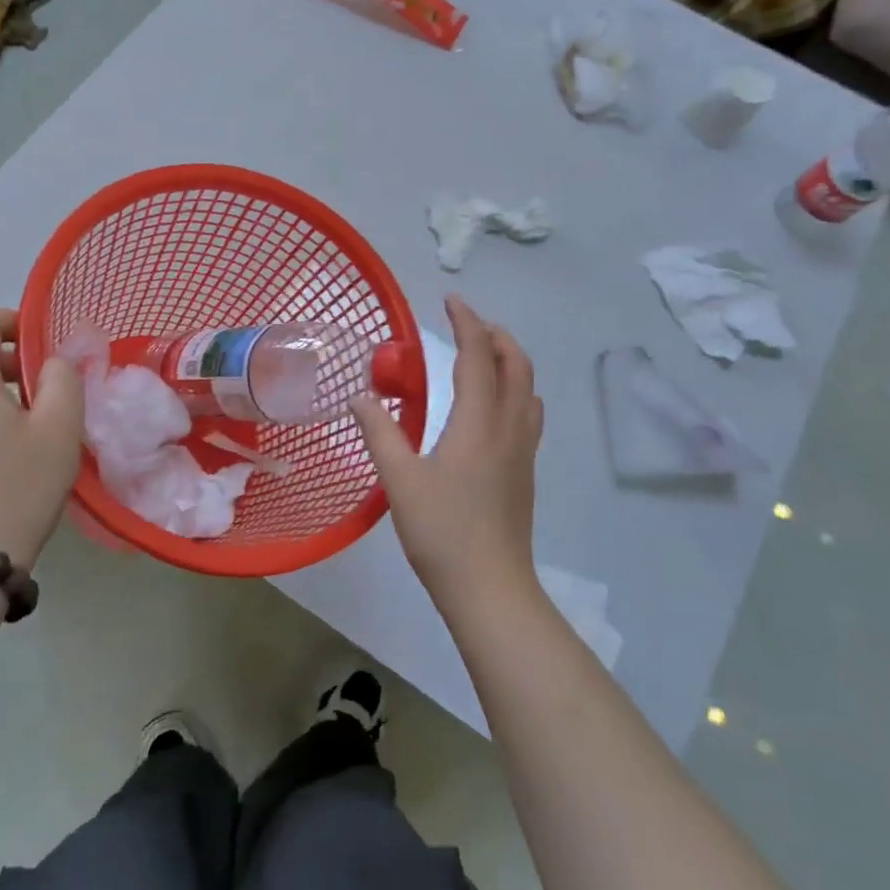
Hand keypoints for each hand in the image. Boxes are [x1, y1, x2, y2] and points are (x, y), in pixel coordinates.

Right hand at [352, 295, 542, 610]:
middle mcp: (509, 427)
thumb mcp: (399, 480)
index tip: (451, 300)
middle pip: (516, 364)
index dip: (467, 322)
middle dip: (496, 335)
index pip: (478, 356)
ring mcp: (523, 450)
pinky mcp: (525, 470)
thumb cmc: (442, 532)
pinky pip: (528, 412)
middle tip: (468, 323)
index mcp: (479, 422)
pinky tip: (493, 405)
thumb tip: (360, 396)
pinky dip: (515, 388)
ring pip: (528, 387)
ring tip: (483, 355)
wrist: (491, 589)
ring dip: (510, 359)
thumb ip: (380, 432)